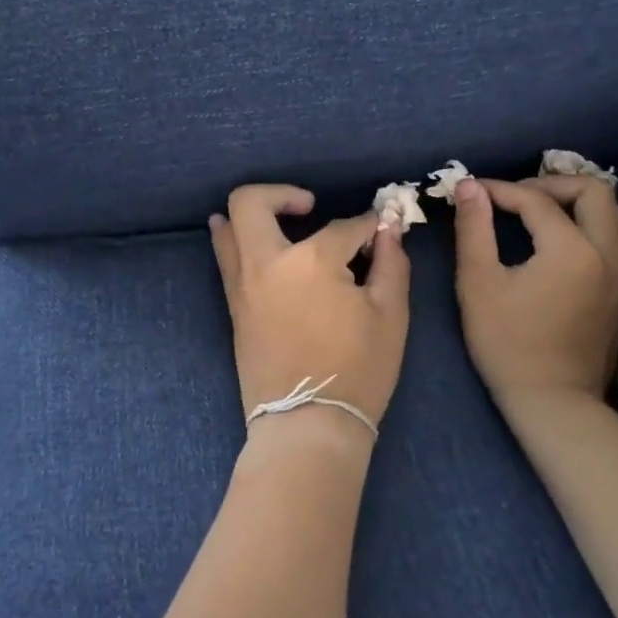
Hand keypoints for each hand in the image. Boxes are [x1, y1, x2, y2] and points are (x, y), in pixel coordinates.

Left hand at [209, 185, 411, 431]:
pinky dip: (233, 240)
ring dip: (251, 214)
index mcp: (312, 260)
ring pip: (228, 227)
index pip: (344, 228)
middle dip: (281, 193)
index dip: (369, 227)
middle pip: (251, 202)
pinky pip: (226, 259)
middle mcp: (268, 262)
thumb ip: (392, 264)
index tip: (381, 230)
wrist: (307, 425)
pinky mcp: (234, 305)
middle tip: (309, 206)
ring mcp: (243, 284)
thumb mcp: (391, 315)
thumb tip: (389, 231)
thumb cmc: (358, 370)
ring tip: (278, 218)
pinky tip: (248, 241)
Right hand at [450, 175, 617, 402]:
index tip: (475, 192)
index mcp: (571, 250)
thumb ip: (474, 227)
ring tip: (550, 215)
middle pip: (593, 190)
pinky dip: (607, 229)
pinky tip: (582, 242)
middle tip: (518, 198)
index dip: (501, 190)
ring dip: (583, 204)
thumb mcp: (477, 281)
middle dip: (551, 184)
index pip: (536, 199)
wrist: (552, 400)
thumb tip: (470, 185)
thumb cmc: (507, 342)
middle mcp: (611, 253)